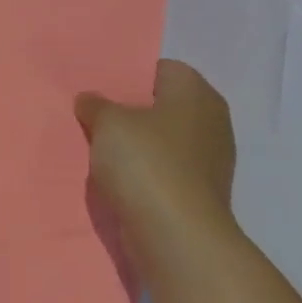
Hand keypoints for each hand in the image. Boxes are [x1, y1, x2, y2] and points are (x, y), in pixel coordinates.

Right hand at [76, 60, 236, 245]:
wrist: (175, 233)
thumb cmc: (146, 163)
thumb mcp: (108, 123)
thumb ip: (96, 105)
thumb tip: (90, 100)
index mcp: (196, 94)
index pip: (162, 68)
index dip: (130, 75)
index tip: (100, 87)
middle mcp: (211, 121)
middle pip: (162, 104)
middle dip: (130, 110)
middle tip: (94, 115)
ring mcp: (209, 159)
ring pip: (162, 138)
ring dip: (135, 143)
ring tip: (99, 146)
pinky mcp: (199, 190)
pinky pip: (164, 168)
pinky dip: (143, 170)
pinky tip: (116, 176)